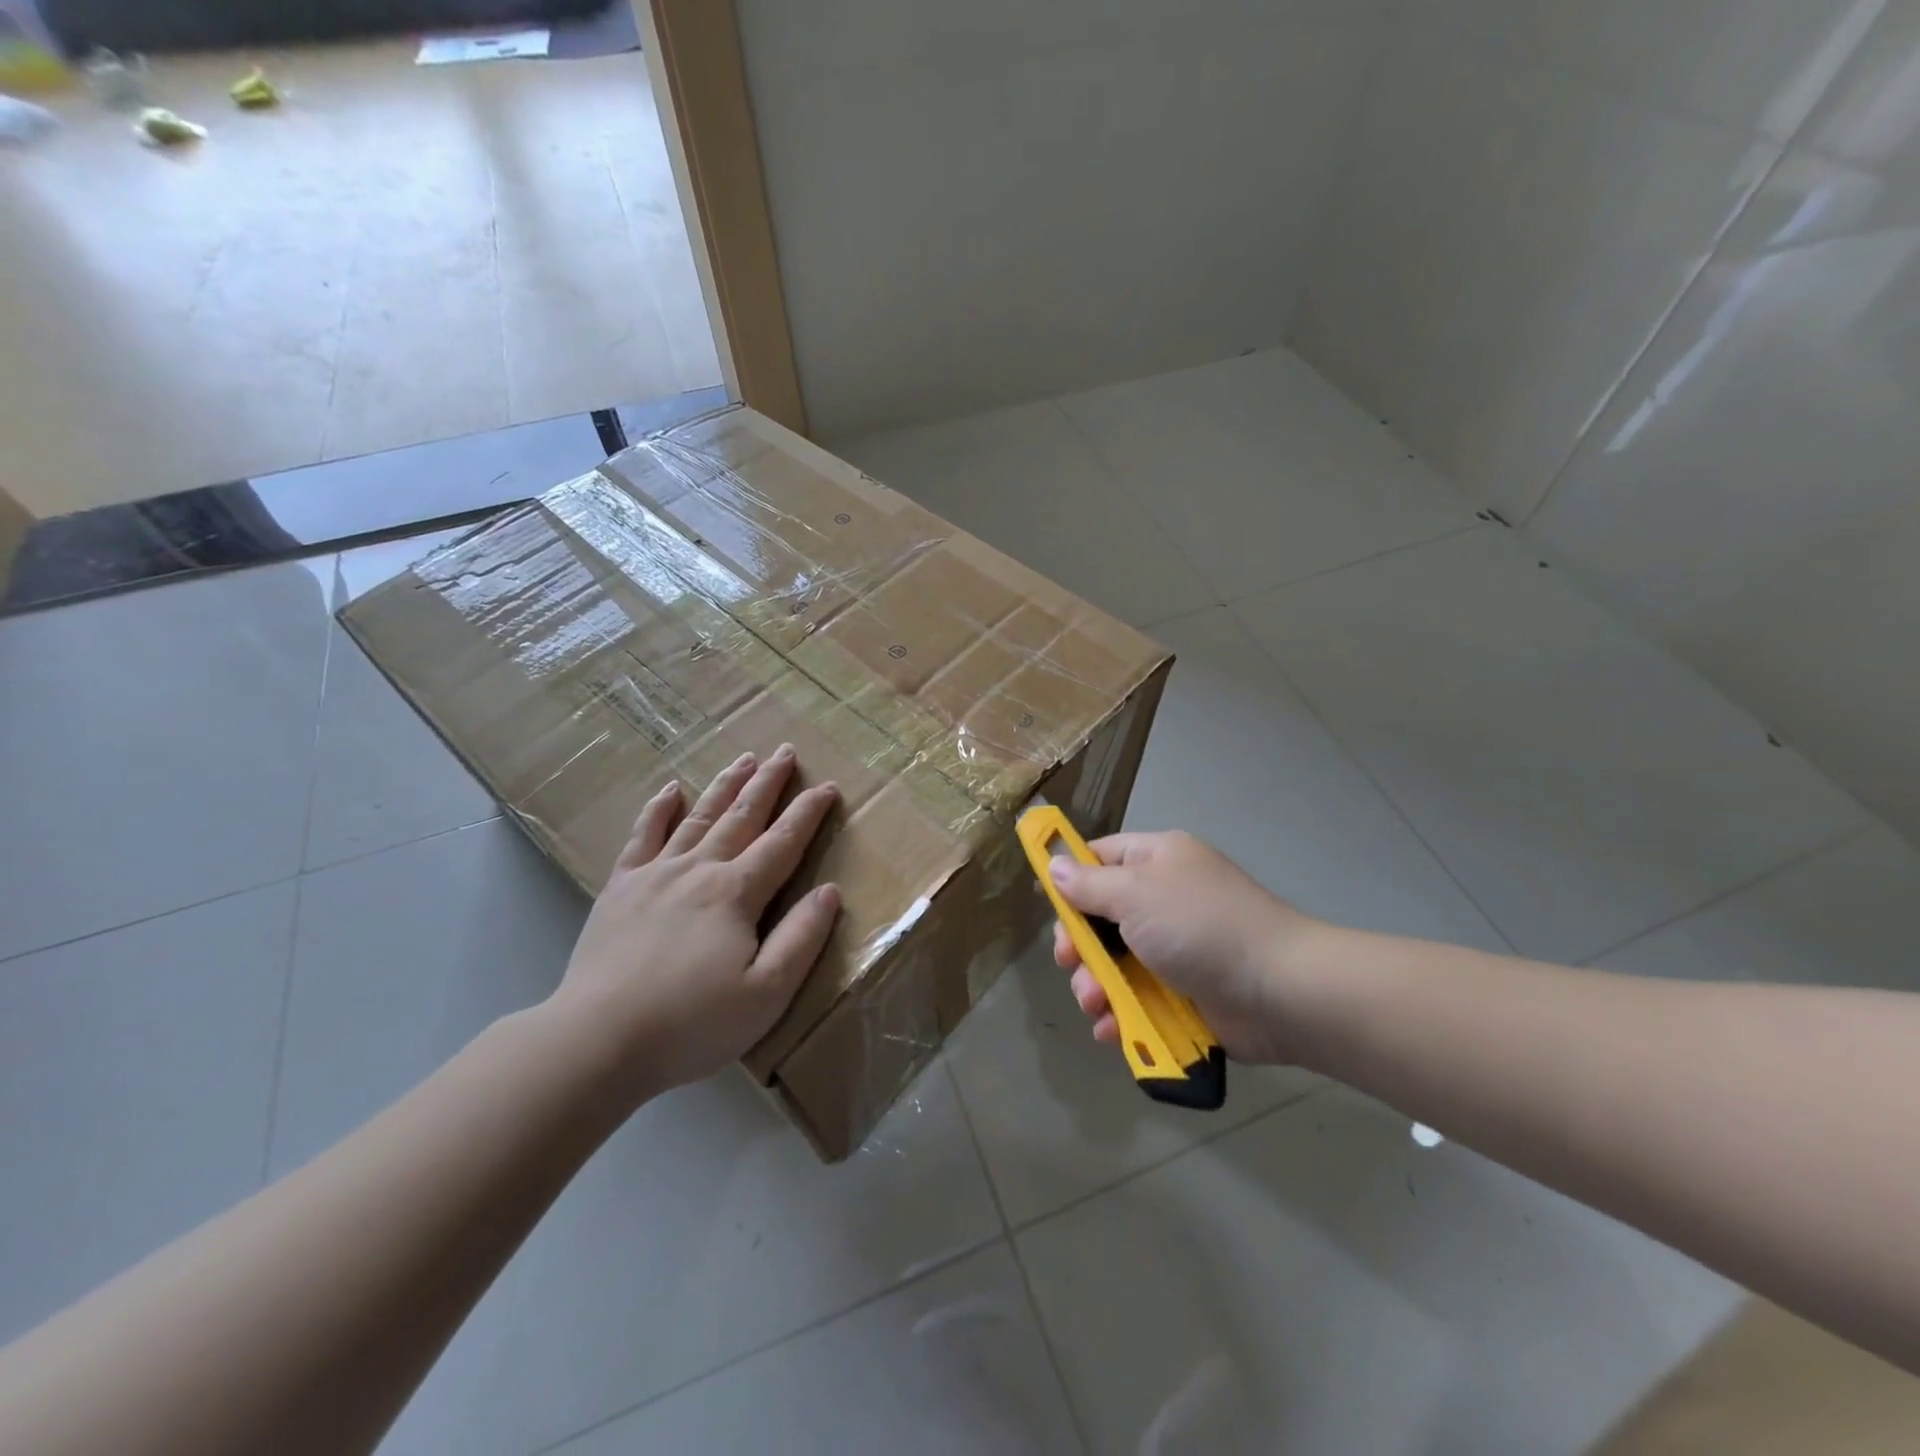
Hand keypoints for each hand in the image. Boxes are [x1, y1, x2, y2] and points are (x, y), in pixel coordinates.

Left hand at [550, 744, 840, 1100]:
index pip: (783, 842)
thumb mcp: (766, 994)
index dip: (807, 813)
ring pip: (698, 816)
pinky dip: (659, 809)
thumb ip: (802, 939)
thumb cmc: (691, 1023)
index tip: (827, 786)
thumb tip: (829, 891)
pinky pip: (643, 836)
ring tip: (743, 758)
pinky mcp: (620, 888)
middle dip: (767, 782)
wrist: (596, 1040)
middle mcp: (699, 870)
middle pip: (742, 816)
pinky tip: (670, 790)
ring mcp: (655, 874)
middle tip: (785, 751)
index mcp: (737, 894)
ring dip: (724, 785)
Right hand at [1049, 831, 1316, 1064]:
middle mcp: (1164, 899)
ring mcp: (1175, 948)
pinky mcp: (1184, 992)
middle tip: (1069, 963)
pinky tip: (1111, 1029)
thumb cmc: (1200, 927)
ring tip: (1094, 1005)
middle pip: (1101, 916)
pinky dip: (1121, 1013)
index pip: (1100, 857)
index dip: (1070, 878)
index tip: (1048, 905)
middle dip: (1079, 944)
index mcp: (1157, 861)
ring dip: (1095, 985)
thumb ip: (1089, 884)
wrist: (1279, 991)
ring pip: (1115, 963)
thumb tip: (1055, 867)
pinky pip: (1138, 997)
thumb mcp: (1135, 894)